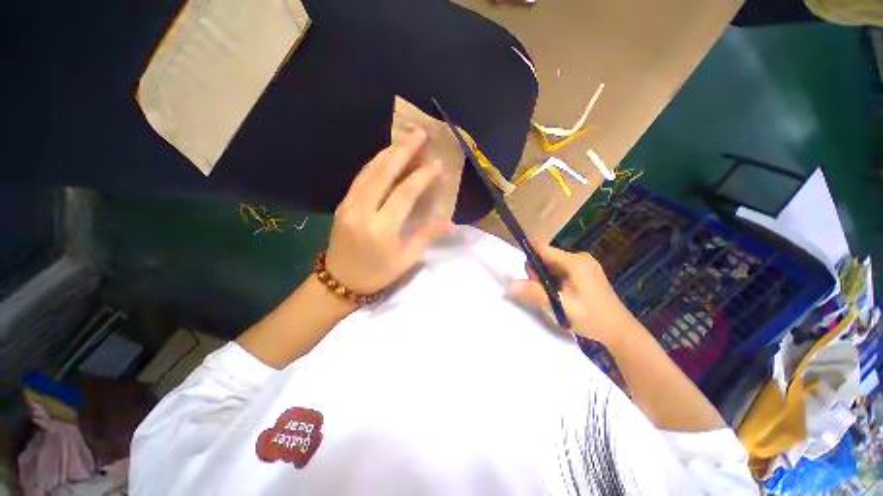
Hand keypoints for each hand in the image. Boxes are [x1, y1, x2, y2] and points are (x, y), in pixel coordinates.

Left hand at [325, 129, 453, 294]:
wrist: (339, 281)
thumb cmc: (377, 274)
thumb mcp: (406, 259)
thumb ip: (427, 235)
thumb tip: (450, 223)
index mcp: (381, 229)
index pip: (404, 194)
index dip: (421, 176)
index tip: (436, 163)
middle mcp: (363, 211)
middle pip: (384, 174)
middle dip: (403, 151)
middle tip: (419, 134)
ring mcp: (349, 205)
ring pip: (369, 171)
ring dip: (388, 153)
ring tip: (405, 140)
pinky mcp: (343, 204)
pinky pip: (360, 178)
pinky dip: (374, 163)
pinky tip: (386, 156)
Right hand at [508, 245, 636, 347]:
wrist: (620, 331)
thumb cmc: (591, 318)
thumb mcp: (561, 306)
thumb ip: (535, 293)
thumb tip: (511, 285)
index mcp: (574, 261)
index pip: (542, 248)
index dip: (529, 256)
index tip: (526, 275)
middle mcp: (579, 257)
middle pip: (547, 256)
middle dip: (538, 272)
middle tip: (544, 292)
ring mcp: (584, 263)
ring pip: (553, 263)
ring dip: (546, 277)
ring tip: (554, 296)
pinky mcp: (586, 270)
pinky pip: (562, 268)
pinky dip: (555, 279)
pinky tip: (562, 294)